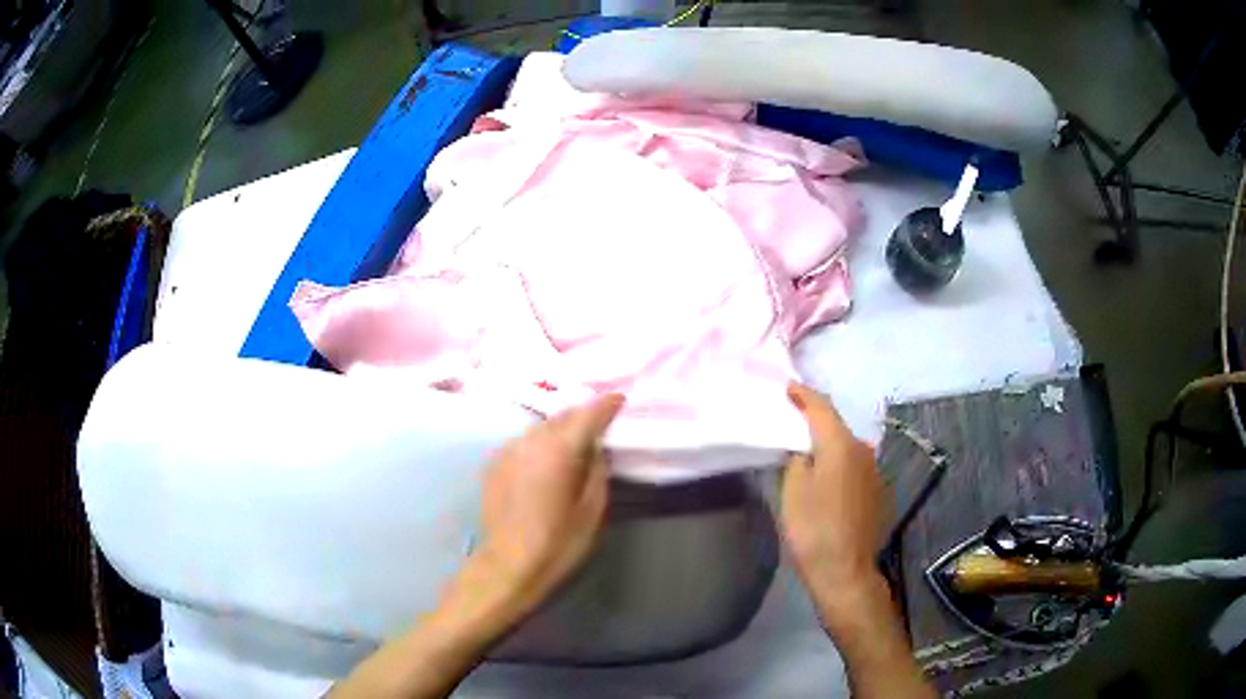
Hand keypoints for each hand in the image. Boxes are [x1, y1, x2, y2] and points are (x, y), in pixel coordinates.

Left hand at [470, 393, 624, 621]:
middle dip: (581, 416)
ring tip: (571, 444)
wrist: (508, 564)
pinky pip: (522, 443)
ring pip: (539, 428)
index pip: (588, 415)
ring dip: (558, 430)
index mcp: (559, 450)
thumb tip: (596, 450)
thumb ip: (597, 472)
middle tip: (598, 425)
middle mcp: (530, 440)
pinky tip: (543, 462)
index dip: (606, 405)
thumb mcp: (592, 510)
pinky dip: (537, 444)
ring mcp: (507, 449)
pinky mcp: (493, 463)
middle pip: (561, 416)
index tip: (619, 400)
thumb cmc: (558, 542)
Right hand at [781, 383, 933, 698]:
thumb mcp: (792, 491)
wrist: (845, 571)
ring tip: (806, 449)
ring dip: (828, 444)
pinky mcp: (877, 491)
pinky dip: (838, 463)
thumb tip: (804, 447)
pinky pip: (854, 466)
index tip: (788, 387)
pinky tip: (826, 477)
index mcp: (841, 445)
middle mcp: (864, 451)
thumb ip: (797, 458)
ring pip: (847, 447)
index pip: (822, 407)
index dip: (804, 394)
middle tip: (791, 420)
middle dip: (815, 420)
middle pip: (837, 426)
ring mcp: (874, 472)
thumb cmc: (813, 530)